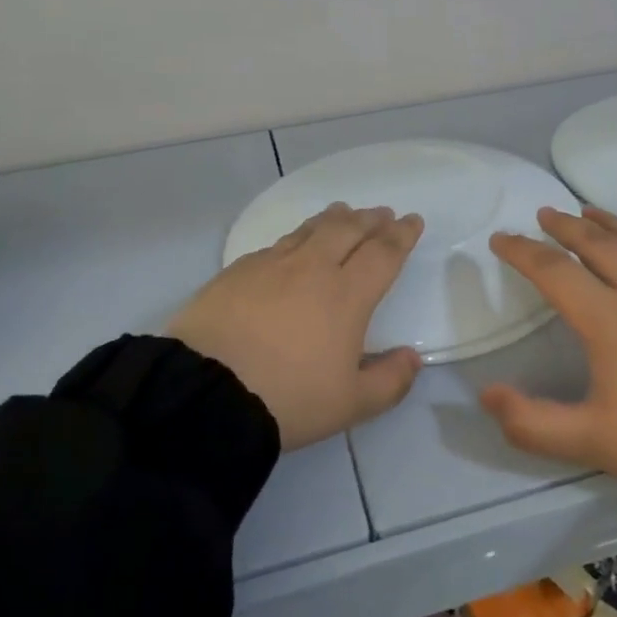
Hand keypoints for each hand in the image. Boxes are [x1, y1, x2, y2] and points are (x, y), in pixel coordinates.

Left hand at [170, 203, 425, 449]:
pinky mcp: (237, 271)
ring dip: (334, 218)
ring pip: (310, 229)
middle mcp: (312, 269)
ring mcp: (271, 265)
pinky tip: (293, 244)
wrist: (204, 392)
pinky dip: (297, 237)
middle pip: (348, 230)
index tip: (412, 221)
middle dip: (370, 219)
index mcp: (347, 295)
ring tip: (344, 212)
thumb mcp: (350, 404)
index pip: (383, 253)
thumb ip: (390, 381)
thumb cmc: (287, 399)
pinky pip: (277, 244)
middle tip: (382, 213)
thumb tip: (413, 357)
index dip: (401, 235)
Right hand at [480, 206, 616, 496]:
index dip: (522, 251)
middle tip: (543, 214)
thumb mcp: (591, 442)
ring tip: (586, 212)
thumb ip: (530, 422)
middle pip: (596, 242)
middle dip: (563, 225)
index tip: (500, 238)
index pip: (554, 271)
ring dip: (604, 224)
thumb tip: (486, 394)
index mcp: (609, 319)